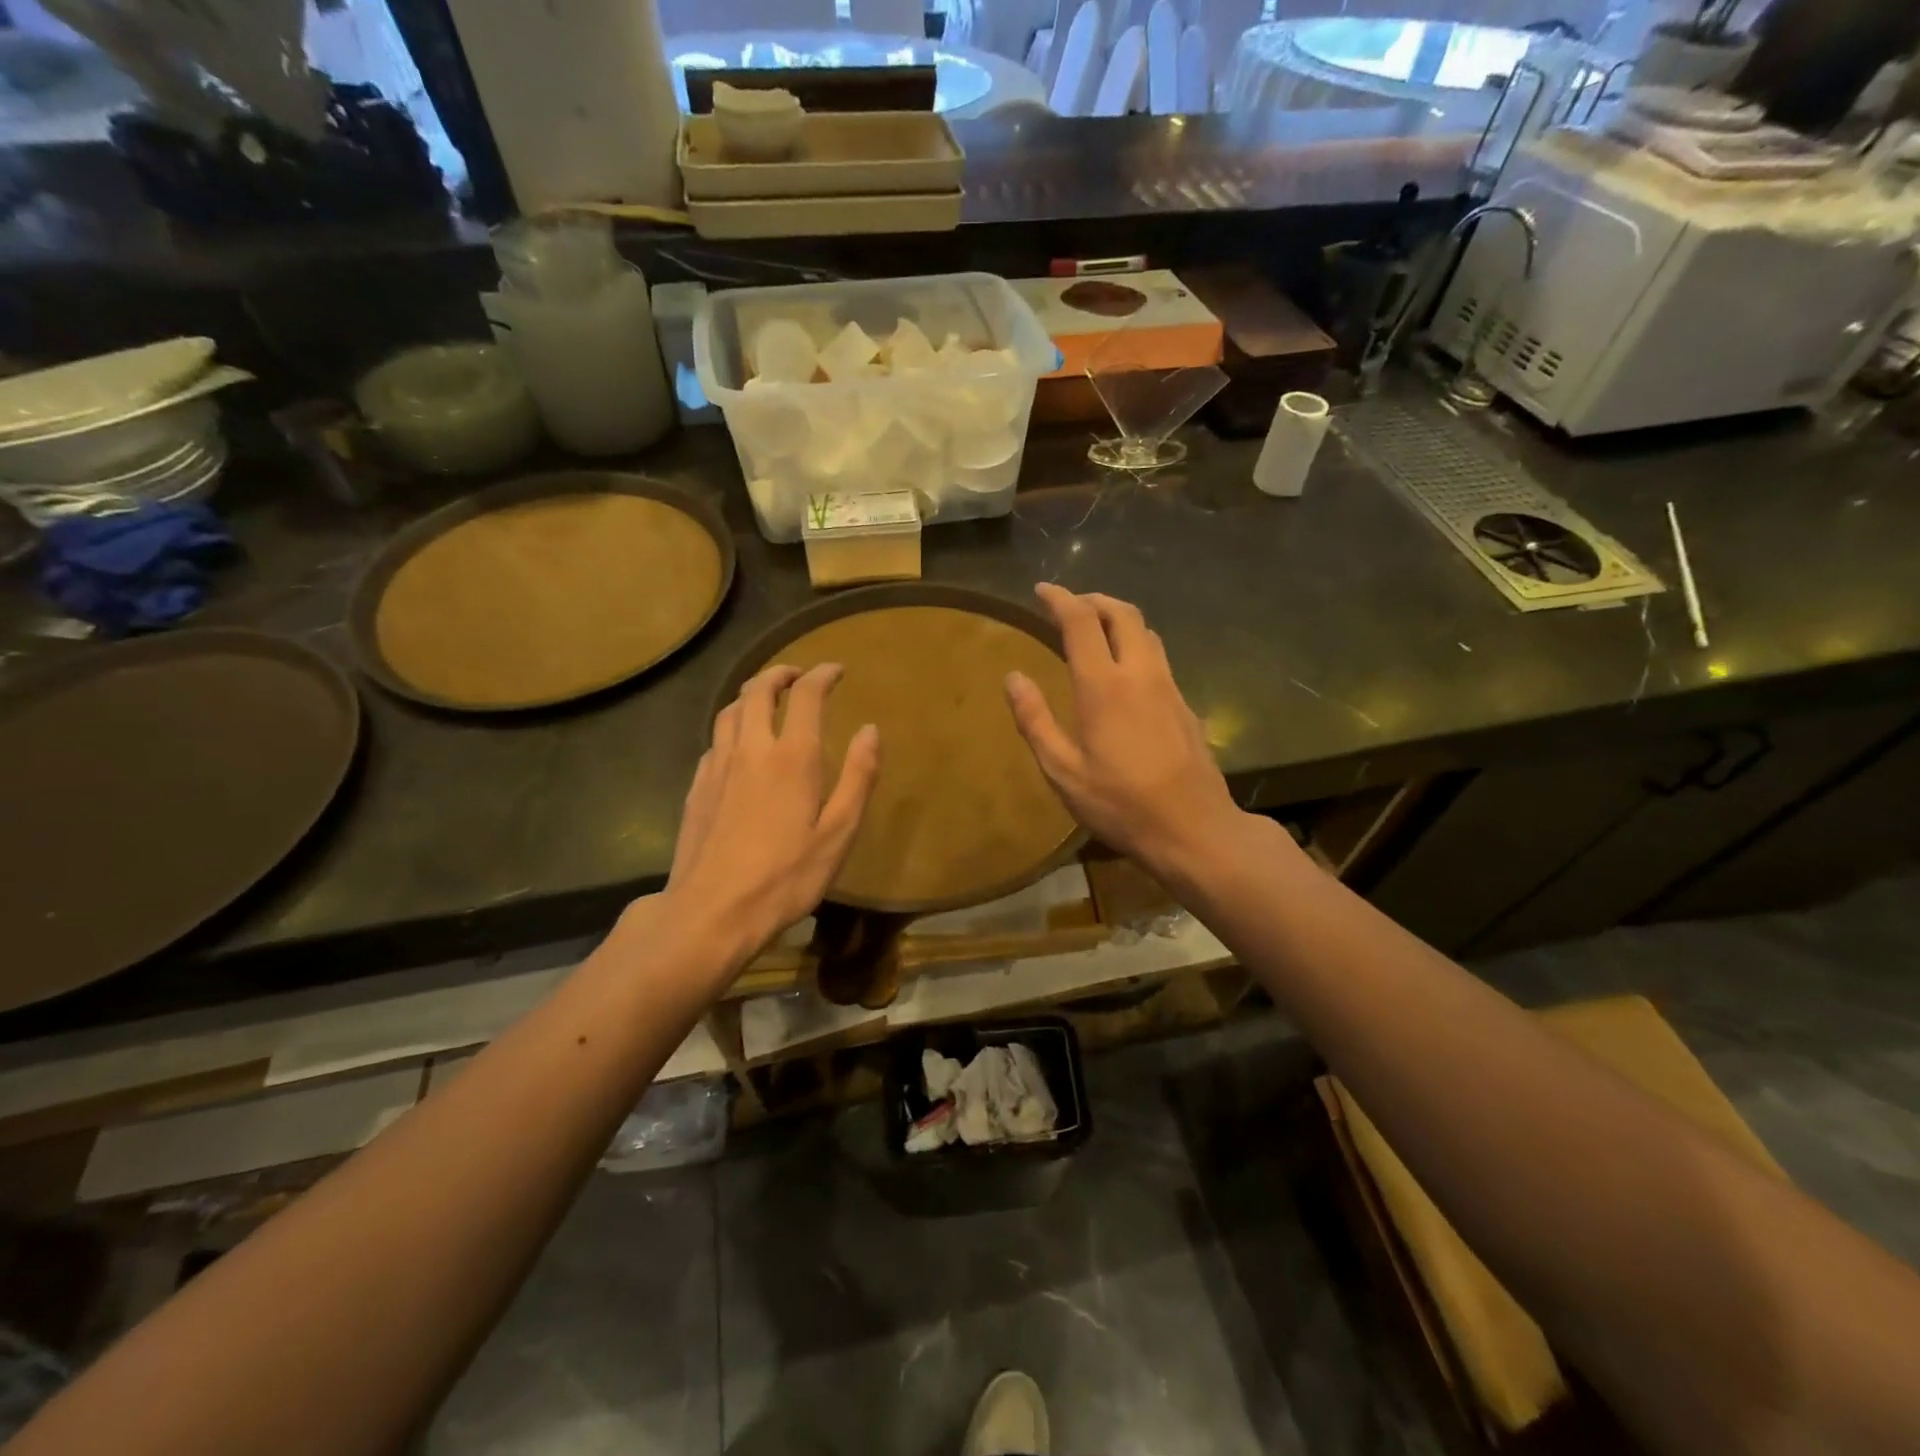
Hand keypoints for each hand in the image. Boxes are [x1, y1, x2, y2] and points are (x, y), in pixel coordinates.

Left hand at [659, 664, 879, 974]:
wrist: (712, 911)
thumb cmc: (786, 876)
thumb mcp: (839, 833)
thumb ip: (858, 777)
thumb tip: (870, 730)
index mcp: (792, 756)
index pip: (806, 695)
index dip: (823, 674)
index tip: (836, 670)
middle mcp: (751, 748)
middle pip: (758, 689)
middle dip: (781, 673)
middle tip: (798, 675)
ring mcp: (717, 766)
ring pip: (730, 710)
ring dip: (751, 695)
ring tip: (768, 701)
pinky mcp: (696, 787)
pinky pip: (715, 741)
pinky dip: (733, 728)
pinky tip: (740, 748)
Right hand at [1005, 584, 1248, 883]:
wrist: (1194, 829)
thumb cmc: (1120, 804)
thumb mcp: (1063, 771)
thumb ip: (1035, 720)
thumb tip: (1013, 677)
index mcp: (1104, 686)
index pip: (1082, 621)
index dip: (1060, 599)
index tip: (1041, 591)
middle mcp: (1140, 674)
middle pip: (1122, 613)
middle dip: (1093, 599)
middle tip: (1069, 605)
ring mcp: (1169, 687)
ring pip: (1146, 632)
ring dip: (1118, 618)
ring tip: (1095, 629)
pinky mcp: (1185, 704)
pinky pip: (1158, 656)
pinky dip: (1135, 644)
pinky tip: (1124, 670)